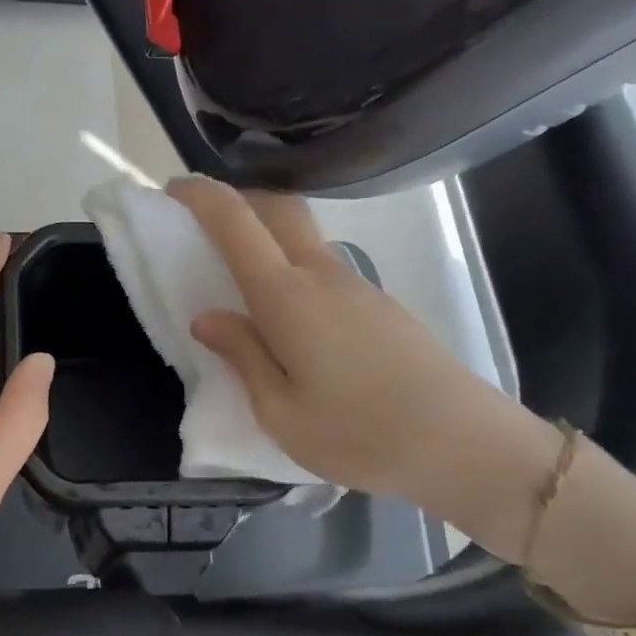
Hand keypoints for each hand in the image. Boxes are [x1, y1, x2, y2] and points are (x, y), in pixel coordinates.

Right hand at [168, 178, 556, 543]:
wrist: (463, 444)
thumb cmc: (359, 435)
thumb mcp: (280, 412)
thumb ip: (242, 356)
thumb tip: (207, 317)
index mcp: (287, 297)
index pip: (236, 222)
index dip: (200, 197)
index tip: (172, 192)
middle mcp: (322, 275)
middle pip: (277, 208)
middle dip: (235, 200)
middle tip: (201, 225)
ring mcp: (357, 285)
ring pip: (302, 236)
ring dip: (264, 234)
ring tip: (237, 278)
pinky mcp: (378, 303)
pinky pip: (322, 266)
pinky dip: (290, 266)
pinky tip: (286, 316)